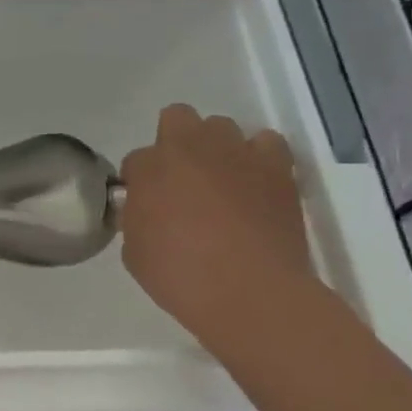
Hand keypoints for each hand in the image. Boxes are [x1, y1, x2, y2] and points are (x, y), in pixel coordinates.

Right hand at [119, 105, 312, 350]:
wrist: (250, 292)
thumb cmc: (180, 276)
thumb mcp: (135, 251)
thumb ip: (136, 219)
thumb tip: (145, 209)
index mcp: (149, 168)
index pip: (135, 160)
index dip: (139, 182)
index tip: (146, 205)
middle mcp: (191, 147)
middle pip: (177, 118)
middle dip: (174, 142)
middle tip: (180, 180)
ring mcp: (236, 153)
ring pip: (221, 127)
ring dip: (216, 148)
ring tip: (221, 182)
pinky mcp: (276, 167)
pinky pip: (266, 143)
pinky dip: (259, 157)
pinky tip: (255, 182)